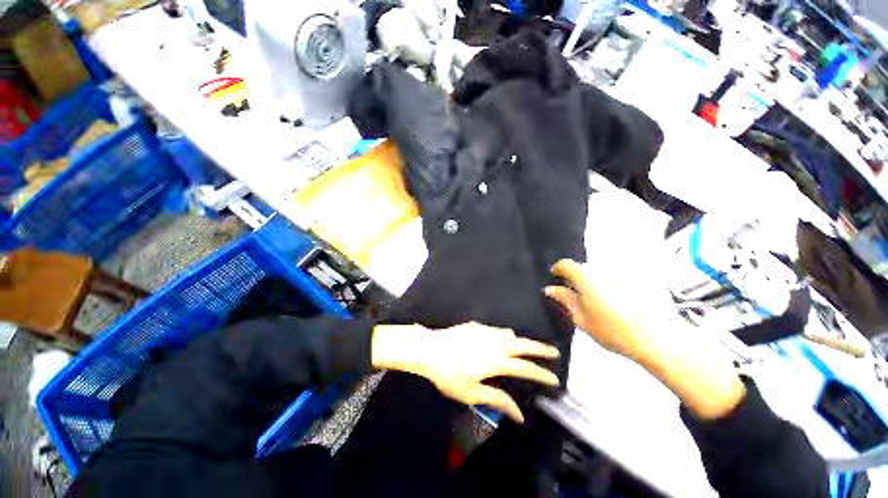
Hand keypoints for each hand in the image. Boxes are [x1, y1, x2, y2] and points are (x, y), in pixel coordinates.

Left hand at [371, 322, 559, 422]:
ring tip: (523, 347)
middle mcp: (496, 343)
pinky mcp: (476, 325)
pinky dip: (502, 335)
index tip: (555, 379)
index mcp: (497, 362)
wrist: (429, 349)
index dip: (542, 374)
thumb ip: (497, 401)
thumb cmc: (449, 375)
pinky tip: (496, 340)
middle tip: (554, 351)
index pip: (526, 369)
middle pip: (524, 344)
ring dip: (520, 340)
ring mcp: (486, 331)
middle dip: (541, 349)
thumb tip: (520, 415)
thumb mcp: (472, 393)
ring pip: (509, 333)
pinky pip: (495, 329)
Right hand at [545, 259, 676, 360]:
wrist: (660, 339)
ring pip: (601, 270)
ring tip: (604, 300)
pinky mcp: (640, 274)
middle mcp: (602, 266)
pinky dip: (614, 282)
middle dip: (579, 278)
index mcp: (585, 276)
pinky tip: (622, 299)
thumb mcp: (582, 319)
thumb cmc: (614, 331)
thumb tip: (550, 289)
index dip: (558, 270)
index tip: (557, 279)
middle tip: (581, 296)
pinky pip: (619, 273)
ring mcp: (622, 269)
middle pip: (584, 267)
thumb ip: (565, 300)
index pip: (565, 264)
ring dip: (597, 280)